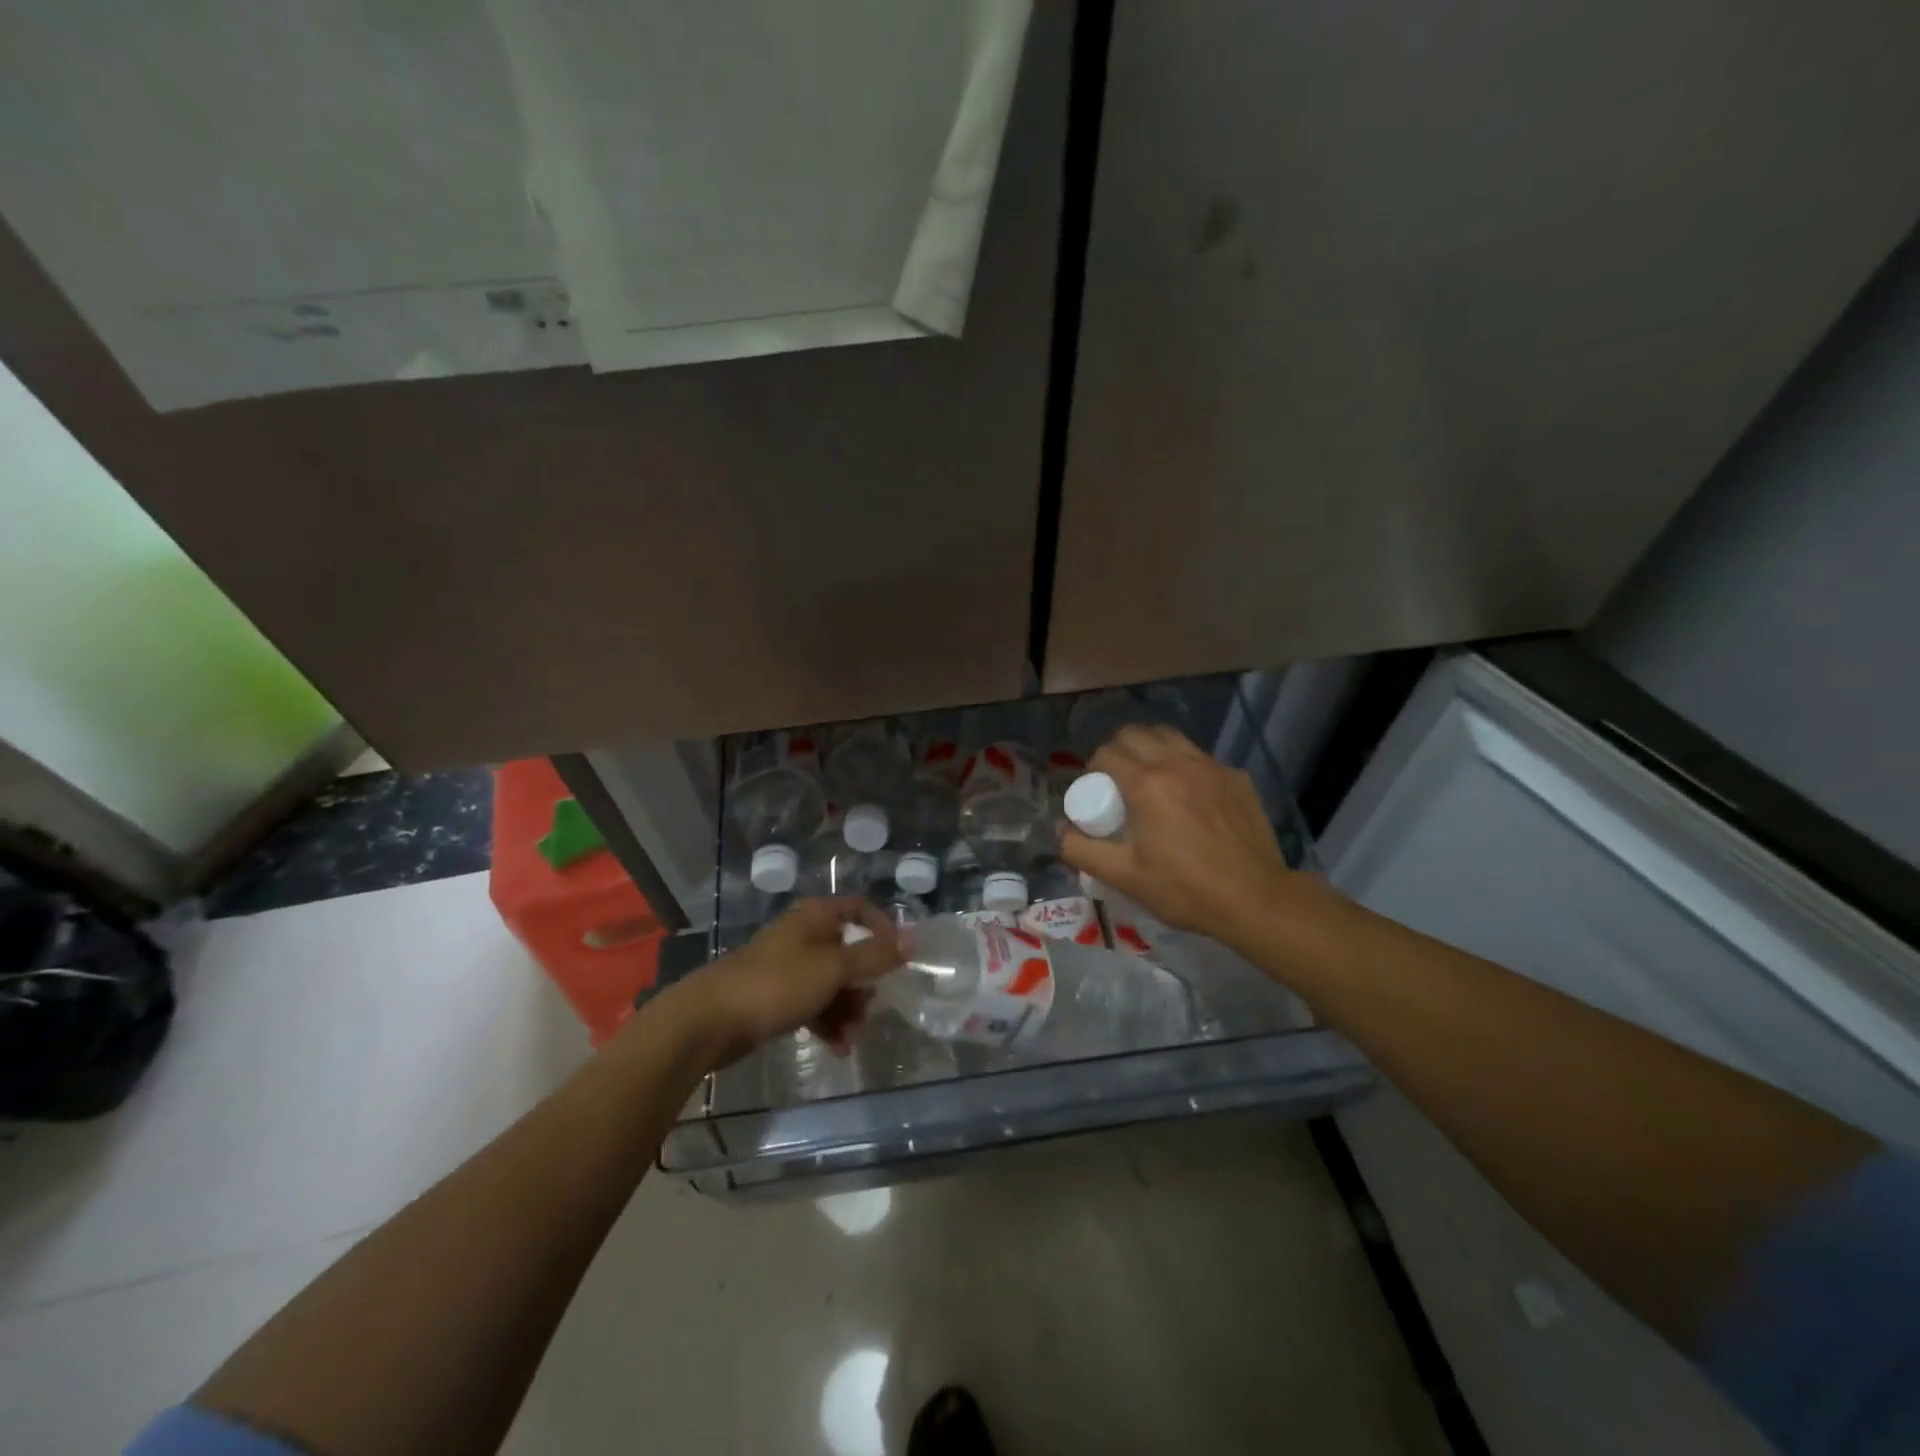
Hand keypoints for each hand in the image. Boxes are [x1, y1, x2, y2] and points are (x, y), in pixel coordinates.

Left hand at [677, 897, 902, 1065]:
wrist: (709, 1020)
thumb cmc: (777, 984)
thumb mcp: (833, 968)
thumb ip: (874, 957)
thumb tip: (913, 940)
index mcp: (815, 918)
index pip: (858, 908)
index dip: (882, 928)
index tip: (898, 956)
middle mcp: (802, 937)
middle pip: (847, 951)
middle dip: (864, 982)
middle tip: (872, 1008)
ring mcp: (787, 968)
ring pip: (831, 983)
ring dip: (847, 1009)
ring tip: (852, 1037)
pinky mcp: (774, 998)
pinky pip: (812, 1005)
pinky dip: (827, 1022)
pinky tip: (837, 1048)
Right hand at [1059, 726, 1300, 942]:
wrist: (1254, 899)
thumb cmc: (1183, 888)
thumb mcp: (1123, 876)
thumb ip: (1081, 851)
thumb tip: (1059, 831)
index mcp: (1145, 784)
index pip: (1106, 753)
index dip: (1093, 768)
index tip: (1094, 790)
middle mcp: (1177, 763)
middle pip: (1136, 734)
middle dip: (1118, 749)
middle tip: (1117, 779)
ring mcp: (1211, 767)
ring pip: (1170, 737)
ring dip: (1151, 748)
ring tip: (1150, 778)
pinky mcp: (1236, 777)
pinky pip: (1201, 758)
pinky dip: (1185, 766)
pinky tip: (1189, 796)